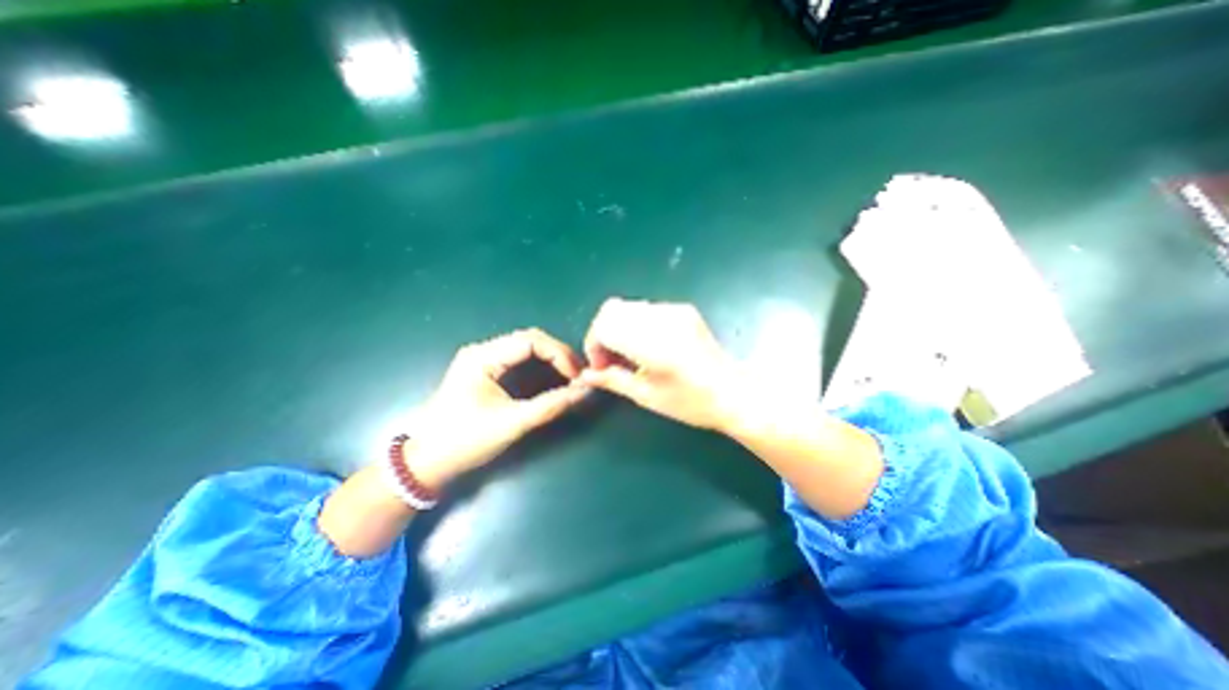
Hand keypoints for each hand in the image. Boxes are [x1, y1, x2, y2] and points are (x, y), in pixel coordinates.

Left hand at [407, 328, 590, 489]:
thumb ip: (550, 406)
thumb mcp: (512, 424)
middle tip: (579, 375)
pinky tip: (552, 378)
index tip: (578, 376)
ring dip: (551, 359)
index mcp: (483, 357)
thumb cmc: (464, 441)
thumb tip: (584, 392)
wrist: (425, 463)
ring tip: (571, 376)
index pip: (532, 340)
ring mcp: (482, 360)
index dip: (560, 354)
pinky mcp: (485, 372)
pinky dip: (540, 367)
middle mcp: (483, 351)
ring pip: (526, 348)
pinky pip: (519, 360)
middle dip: (558, 355)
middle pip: (530, 340)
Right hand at [579, 297, 743, 430]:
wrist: (734, 392)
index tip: (601, 366)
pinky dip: (635, 324)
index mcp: (653, 343)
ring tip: (628, 354)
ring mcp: (674, 310)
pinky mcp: (682, 310)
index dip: (594, 345)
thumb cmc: (691, 402)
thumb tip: (586, 375)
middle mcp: (662, 319)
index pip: (605, 326)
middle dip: (602, 334)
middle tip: (610, 360)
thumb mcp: (647, 396)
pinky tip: (646, 346)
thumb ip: (613, 380)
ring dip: (618, 328)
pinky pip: (645, 309)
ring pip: (627, 307)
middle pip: (611, 310)